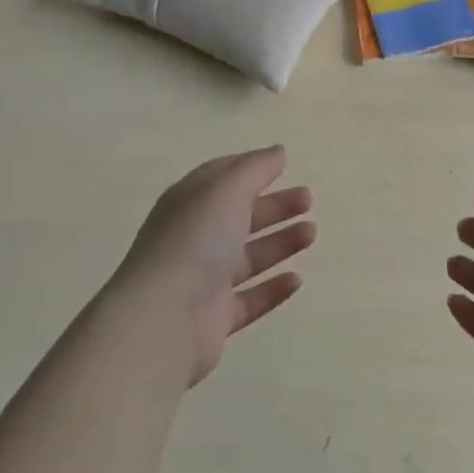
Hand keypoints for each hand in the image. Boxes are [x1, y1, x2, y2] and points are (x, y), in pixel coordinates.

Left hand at [117, 145, 313, 385]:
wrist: (163, 320)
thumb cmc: (196, 240)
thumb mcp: (227, 189)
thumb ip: (256, 168)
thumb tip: (278, 152)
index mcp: (190, 202)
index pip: (222, 178)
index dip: (252, 169)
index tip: (284, 165)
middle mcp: (194, 238)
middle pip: (240, 216)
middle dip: (275, 206)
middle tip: (308, 200)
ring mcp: (203, 280)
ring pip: (248, 257)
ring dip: (280, 242)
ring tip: (311, 233)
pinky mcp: (213, 319)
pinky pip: (249, 299)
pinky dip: (273, 289)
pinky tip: (296, 279)